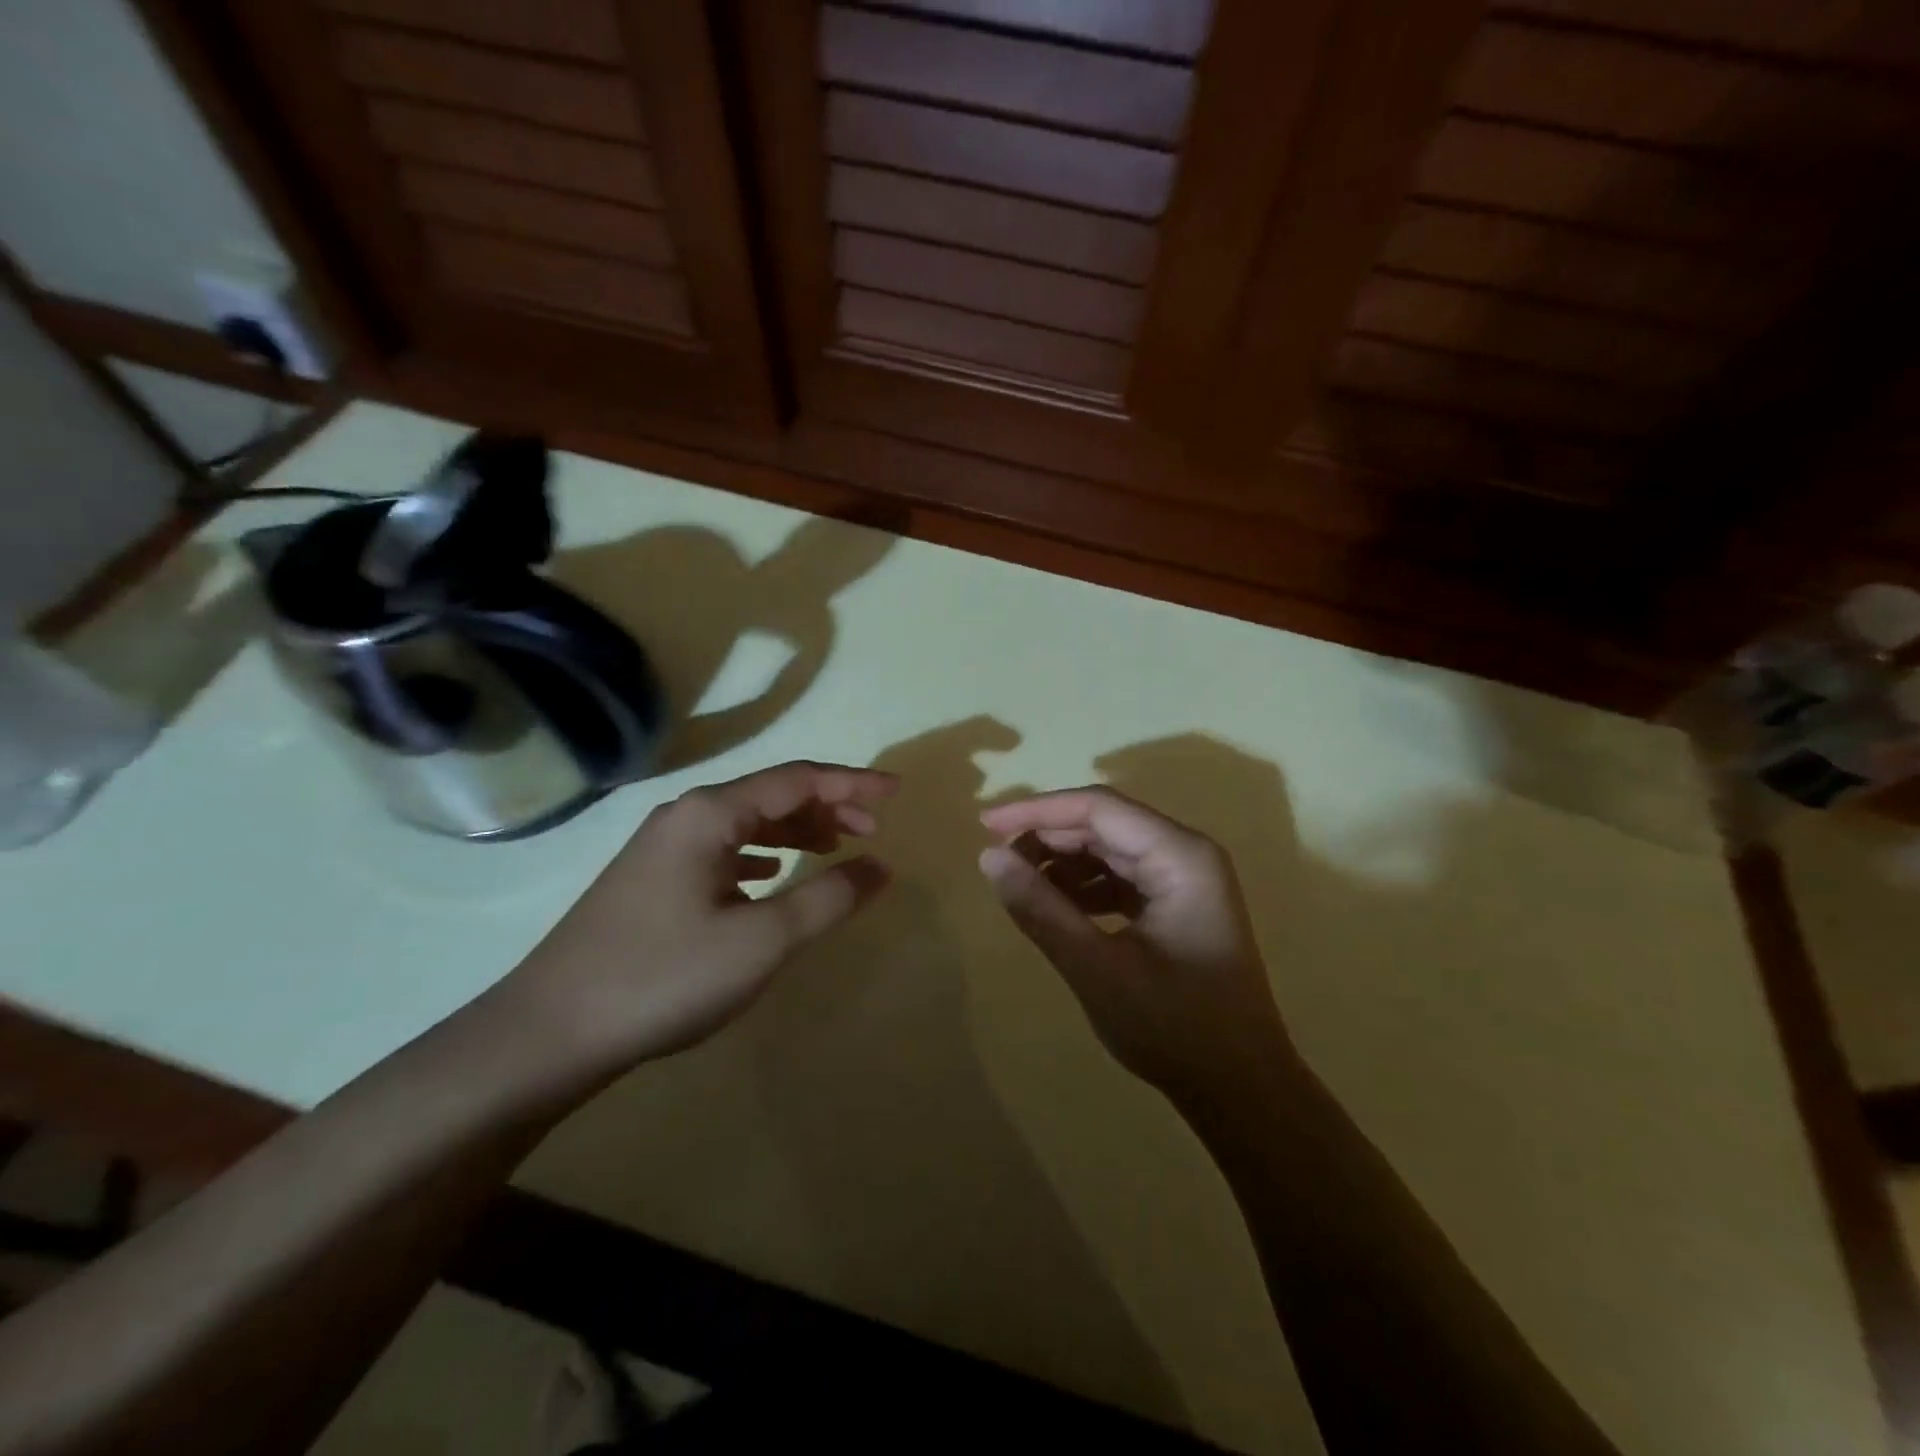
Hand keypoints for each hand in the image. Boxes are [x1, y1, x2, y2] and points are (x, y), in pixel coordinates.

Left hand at [509, 762, 896, 1076]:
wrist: (548, 1034)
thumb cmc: (663, 976)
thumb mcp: (761, 940)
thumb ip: (828, 898)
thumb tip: (880, 866)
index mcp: (711, 814)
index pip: (798, 779)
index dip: (852, 781)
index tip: (897, 792)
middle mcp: (685, 816)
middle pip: (771, 794)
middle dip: (827, 805)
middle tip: (872, 828)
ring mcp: (662, 849)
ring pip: (745, 823)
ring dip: (795, 830)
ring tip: (833, 847)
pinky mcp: (651, 881)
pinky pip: (722, 850)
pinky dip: (760, 855)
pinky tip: (770, 876)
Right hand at [979, 787, 1292, 1102]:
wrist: (1241, 1089)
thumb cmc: (1174, 1028)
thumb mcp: (1097, 968)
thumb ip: (1041, 909)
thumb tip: (989, 858)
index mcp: (1180, 856)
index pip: (1098, 808)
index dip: (1038, 811)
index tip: (986, 826)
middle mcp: (1187, 854)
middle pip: (1105, 824)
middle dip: (1048, 837)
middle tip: (996, 861)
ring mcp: (1186, 880)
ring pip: (1111, 849)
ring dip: (1063, 863)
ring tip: (1019, 885)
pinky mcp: (1178, 905)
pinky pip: (1122, 877)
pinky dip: (1085, 887)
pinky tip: (1055, 907)